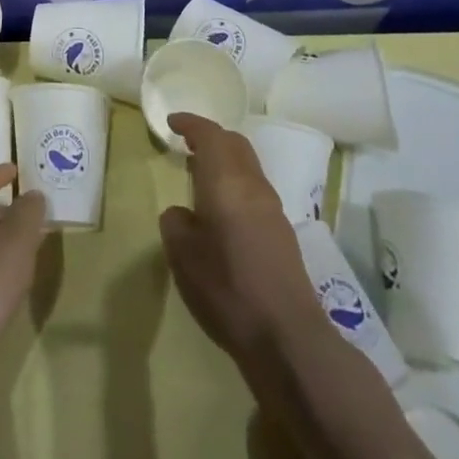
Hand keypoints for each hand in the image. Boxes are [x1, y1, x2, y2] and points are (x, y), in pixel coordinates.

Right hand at [159, 113, 320, 362]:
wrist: (287, 336)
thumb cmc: (227, 288)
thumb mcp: (183, 256)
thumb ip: (176, 223)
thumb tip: (182, 213)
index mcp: (226, 180)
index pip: (209, 134)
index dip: (190, 123)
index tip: (172, 122)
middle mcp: (252, 184)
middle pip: (234, 143)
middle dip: (210, 137)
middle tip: (187, 145)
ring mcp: (272, 208)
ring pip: (247, 165)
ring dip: (225, 161)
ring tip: (201, 177)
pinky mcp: (283, 232)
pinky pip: (254, 189)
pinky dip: (236, 184)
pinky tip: (223, 211)